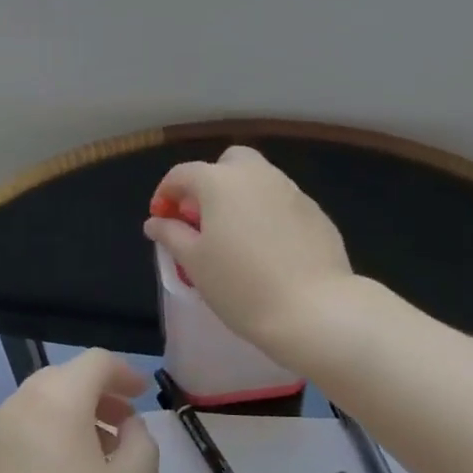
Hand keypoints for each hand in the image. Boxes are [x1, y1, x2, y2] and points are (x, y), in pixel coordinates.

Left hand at [0, 350, 159, 472]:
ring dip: (67, 424)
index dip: (124, 372)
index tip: (142, 396)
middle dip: (95, 397)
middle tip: (121, 429)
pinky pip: (13, 446)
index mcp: (55, 401)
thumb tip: (127, 425)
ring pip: (34, 414)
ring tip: (92, 465)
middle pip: (60, 382)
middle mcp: (15, 410)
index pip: (94, 362)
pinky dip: (40, 449)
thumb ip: (141, 442)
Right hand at [143, 146, 356, 363]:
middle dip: (211, 181)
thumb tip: (156, 221)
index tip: (161, 218)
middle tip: (204, 218)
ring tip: (236, 236)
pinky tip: (268, 249)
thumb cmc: (241, 285)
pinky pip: (283, 202)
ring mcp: (292, 191)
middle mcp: (257, 175)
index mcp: (220, 182)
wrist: (314, 309)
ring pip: (260, 180)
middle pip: (228, 162)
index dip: (166, 193)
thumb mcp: (194, 263)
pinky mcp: (316, 212)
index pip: (183, 174)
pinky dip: (268, 213)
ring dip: (242, 196)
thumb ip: (171, 235)